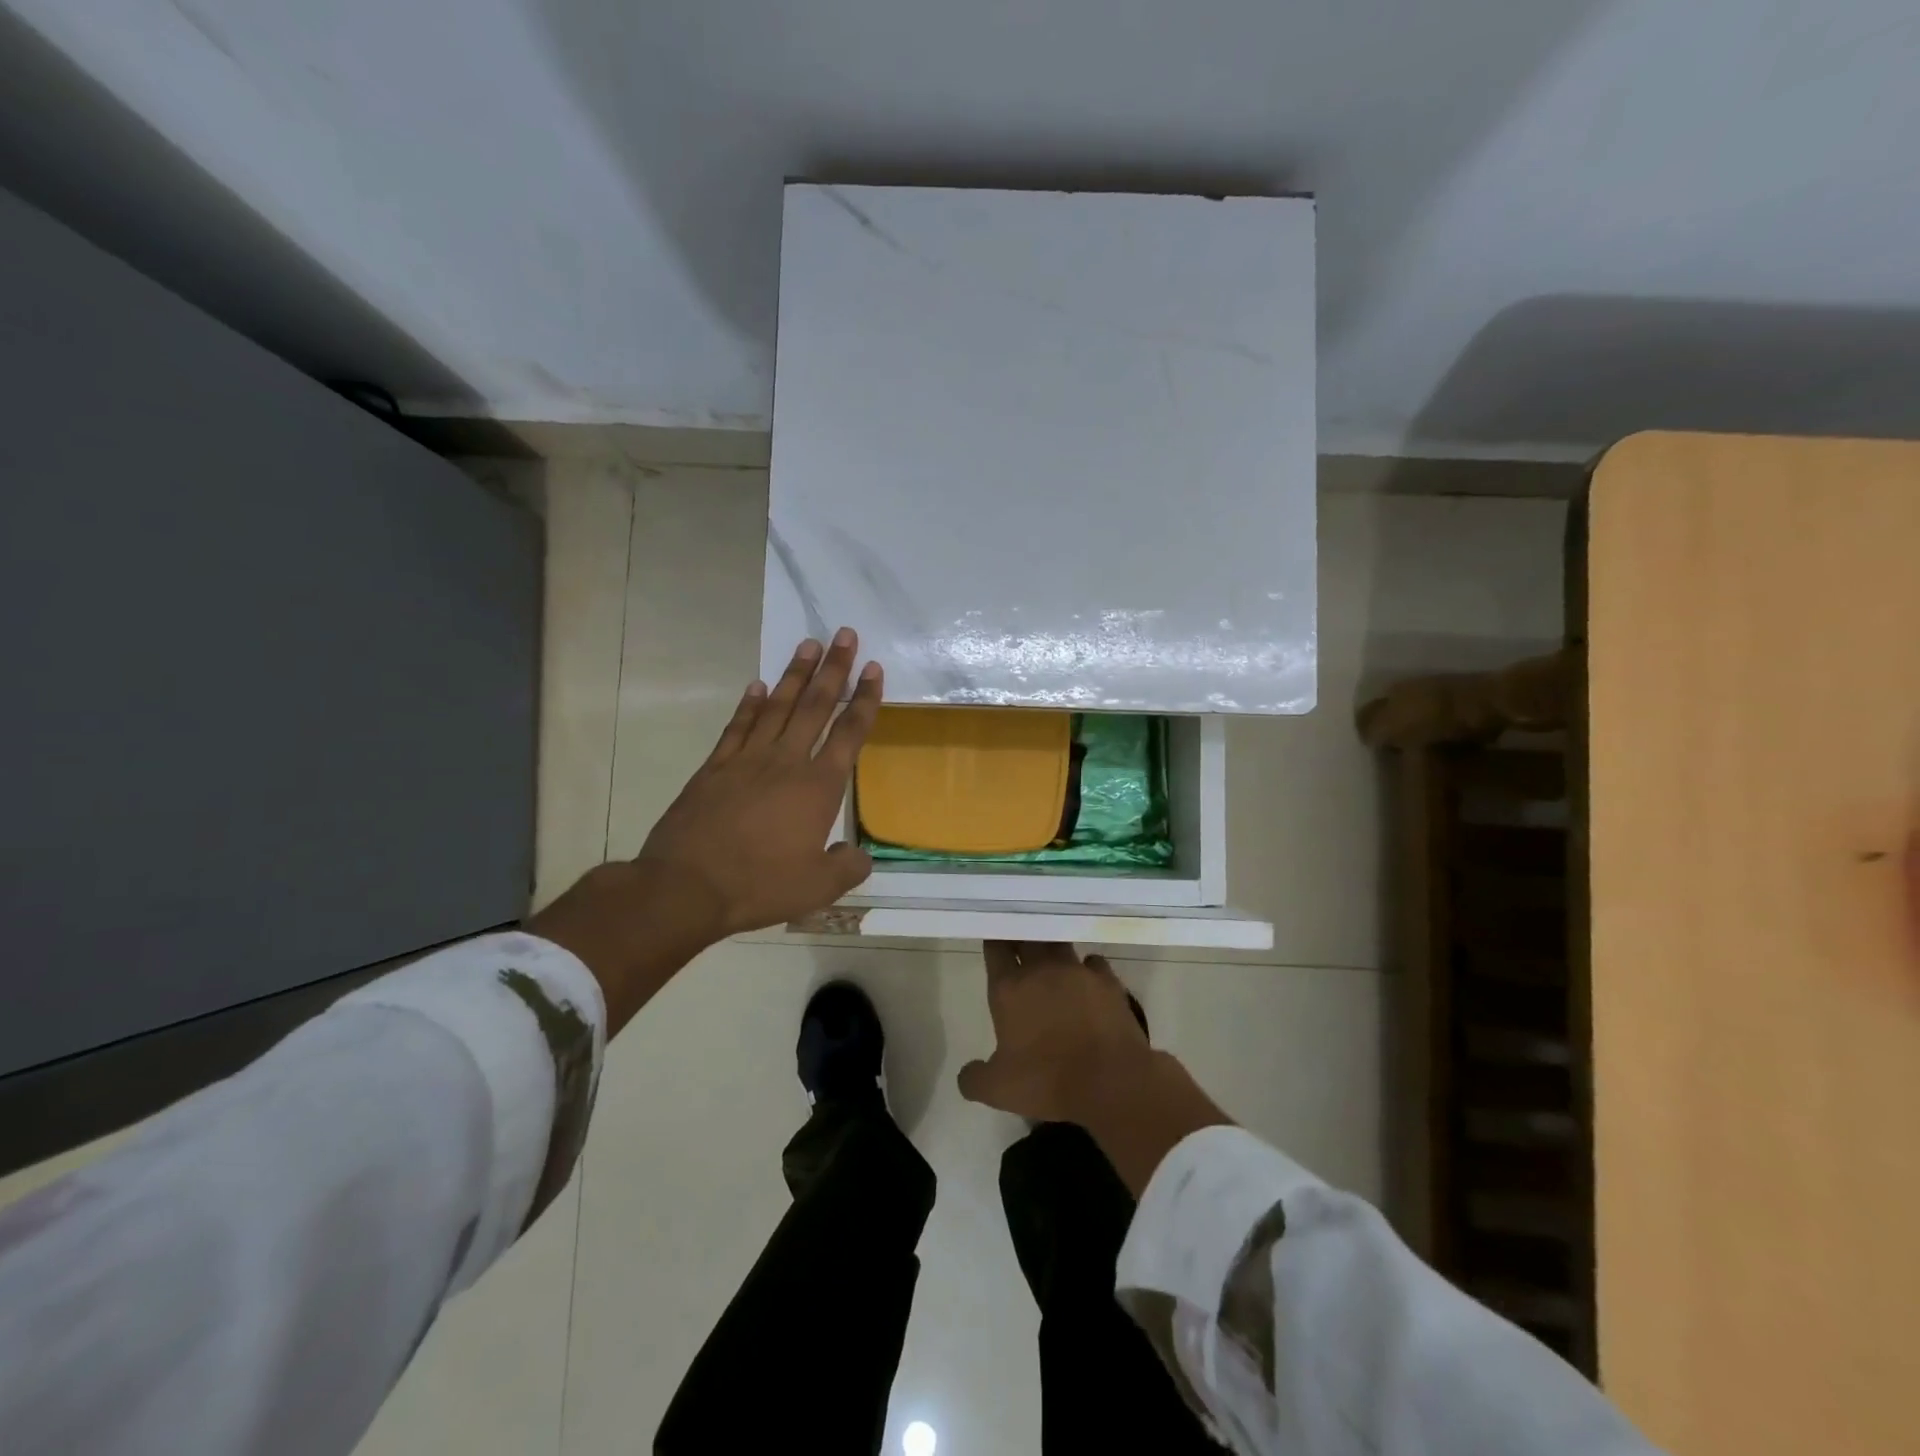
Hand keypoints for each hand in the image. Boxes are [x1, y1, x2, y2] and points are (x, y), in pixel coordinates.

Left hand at [638, 629, 882, 936]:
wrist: (686, 886)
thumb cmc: (759, 885)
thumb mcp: (817, 888)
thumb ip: (847, 867)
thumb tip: (859, 855)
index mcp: (818, 787)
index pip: (849, 733)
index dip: (865, 700)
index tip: (873, 669)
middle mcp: (786, 761)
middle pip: (816, 706)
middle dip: (834, 669)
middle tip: (844, 634)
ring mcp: (747, 759)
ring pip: (778, 706)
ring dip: (795, 674)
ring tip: (808, 644)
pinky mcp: (715, 767)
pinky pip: (738, 726)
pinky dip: (750, 704)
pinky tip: (758, 685)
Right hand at [957, 942, 1152, 1124]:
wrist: (1110, 1082)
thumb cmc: (1048, 1081)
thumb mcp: (998, 1090)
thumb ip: (975, 1078)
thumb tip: (966, 1074)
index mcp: (1009, 987)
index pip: (996, 948)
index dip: (994, 941)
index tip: (994, 939)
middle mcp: (1041, 969)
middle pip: (1028, 937)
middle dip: (1021, 936)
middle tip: (1019, 943)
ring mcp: (1077, 970)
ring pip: (1060, 944)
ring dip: (1053, 949)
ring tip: (1051, 958)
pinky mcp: (1108, 981)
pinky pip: (1093, 963)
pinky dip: (1087, 968)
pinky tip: (1087, 979)